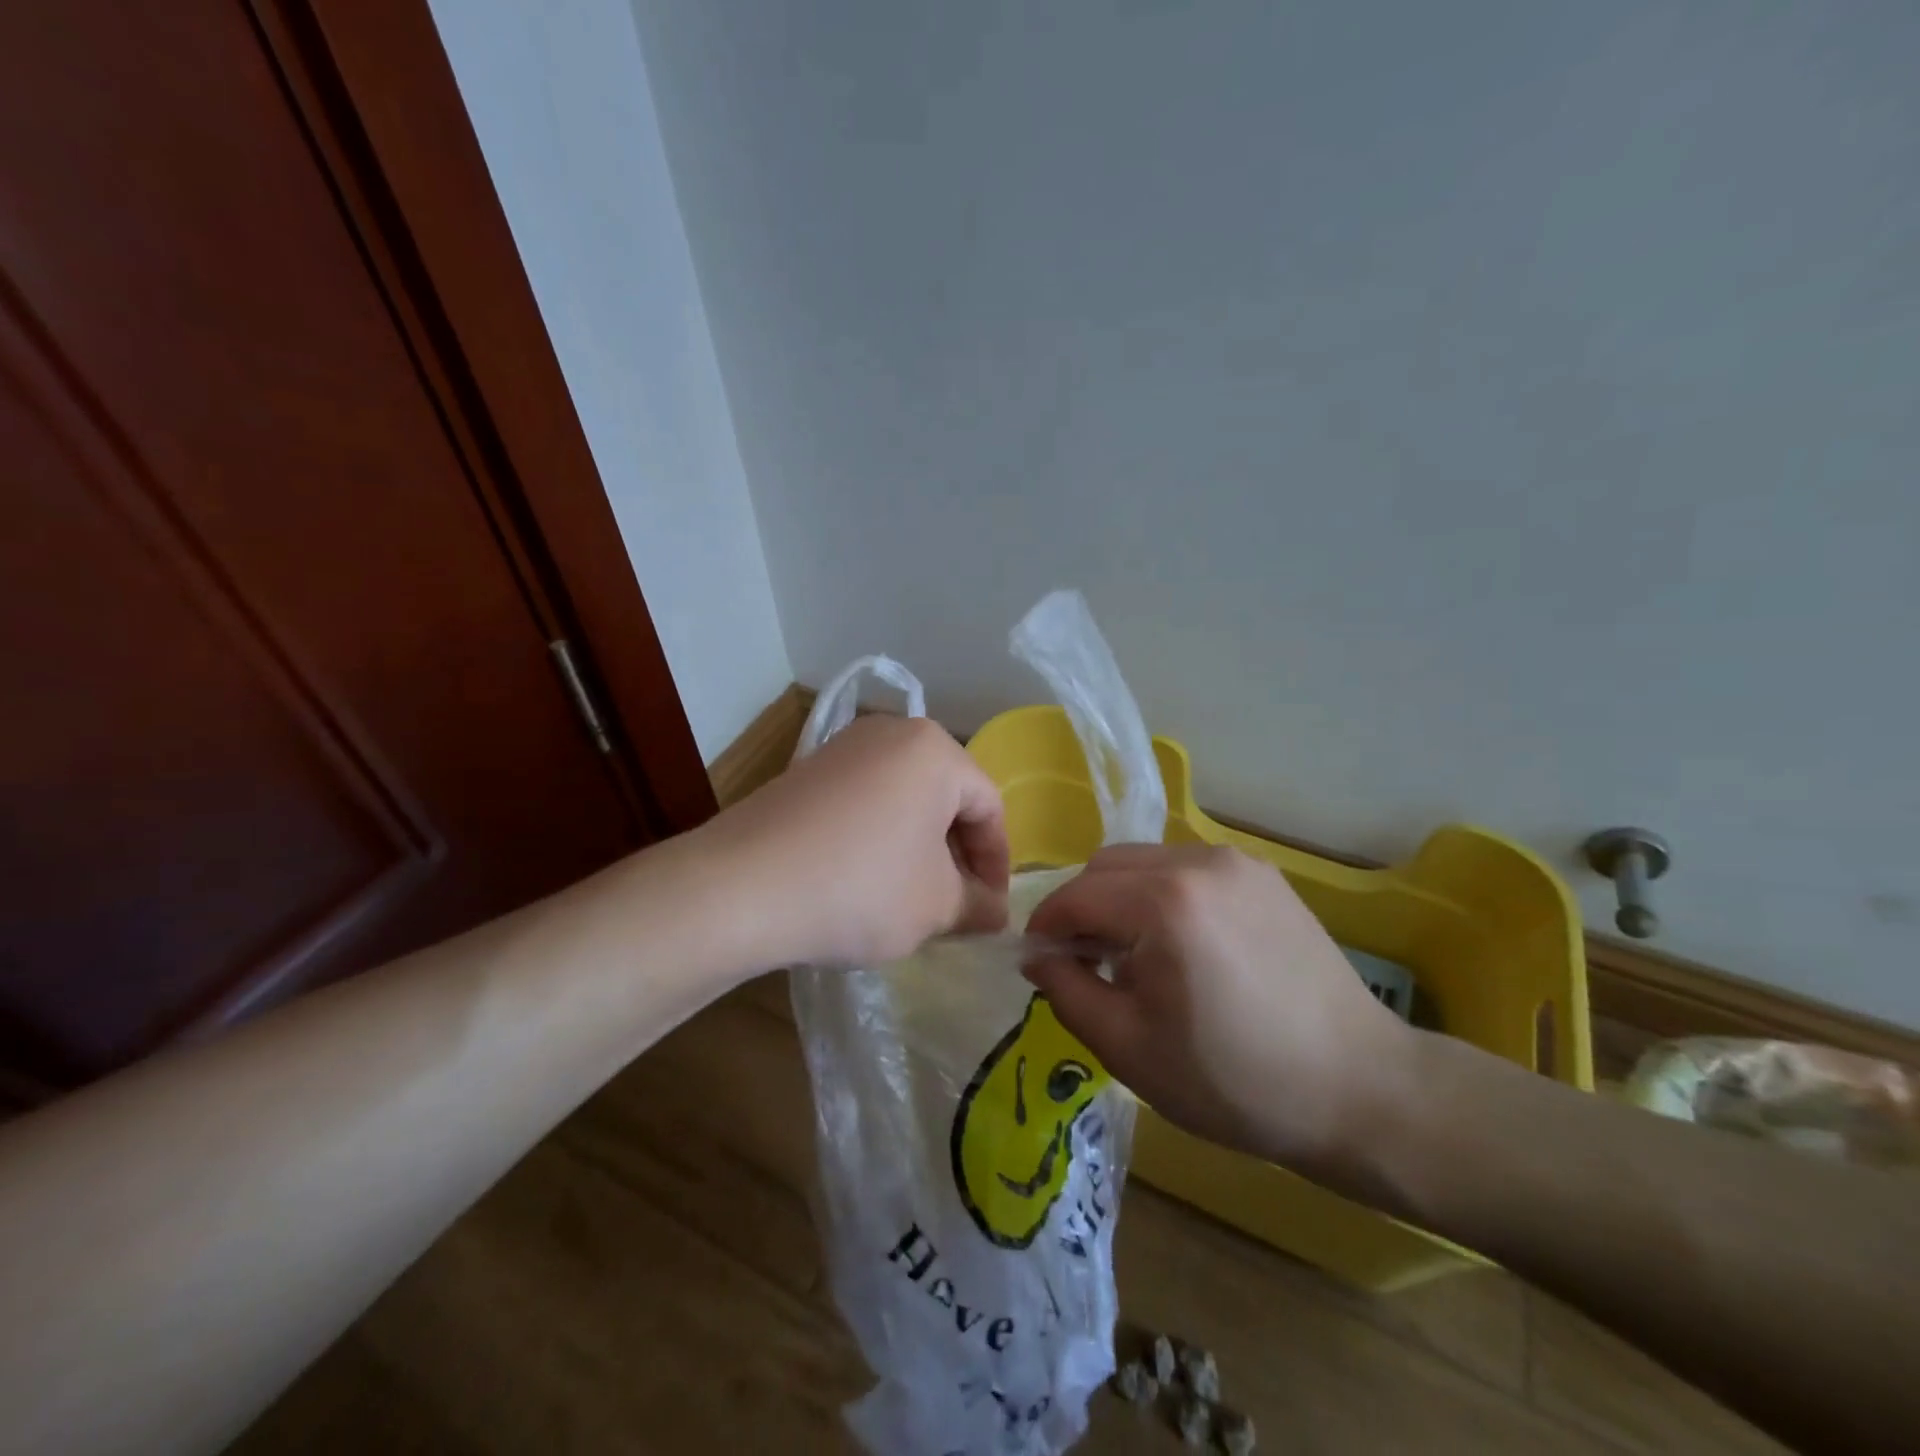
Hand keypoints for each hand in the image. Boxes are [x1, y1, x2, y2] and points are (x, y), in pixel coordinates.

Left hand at [697, 715, 1009, 967]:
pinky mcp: (807, 770)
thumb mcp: (935, 907)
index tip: (989, 910)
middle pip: (946, 798)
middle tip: (955, 907)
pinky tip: (864, 881)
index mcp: (935, 751)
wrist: (741, 886)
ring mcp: (843, 748)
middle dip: (956, 856)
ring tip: (911, 899)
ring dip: (918, 848)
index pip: (989, 807)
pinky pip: (865, 801)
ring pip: (905, 800)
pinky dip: (879, 837)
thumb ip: (978, 907)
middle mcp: (892, 733)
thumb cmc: (861, 888)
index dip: (997, 864)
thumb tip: (994, 913)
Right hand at [1024, 843, 1411, 1175]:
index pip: (1075, 895)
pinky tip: (1182, 946)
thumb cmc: (1235, 1080)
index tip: (1038, 962)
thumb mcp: (1129, 1048)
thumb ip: (1066, 991)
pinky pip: (1187, 870)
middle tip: (1086, 963)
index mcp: (1162, 903)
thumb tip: (1038, 955)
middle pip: (1106, 867)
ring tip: (1136, 957)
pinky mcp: (1263, 875)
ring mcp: (1235, 863)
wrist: (1360, 1089)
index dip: (1045, 927)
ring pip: (1145, 862)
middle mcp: (1196, 862)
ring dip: (1121, 899)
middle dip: (1081, 908)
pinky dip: (1162, 896)